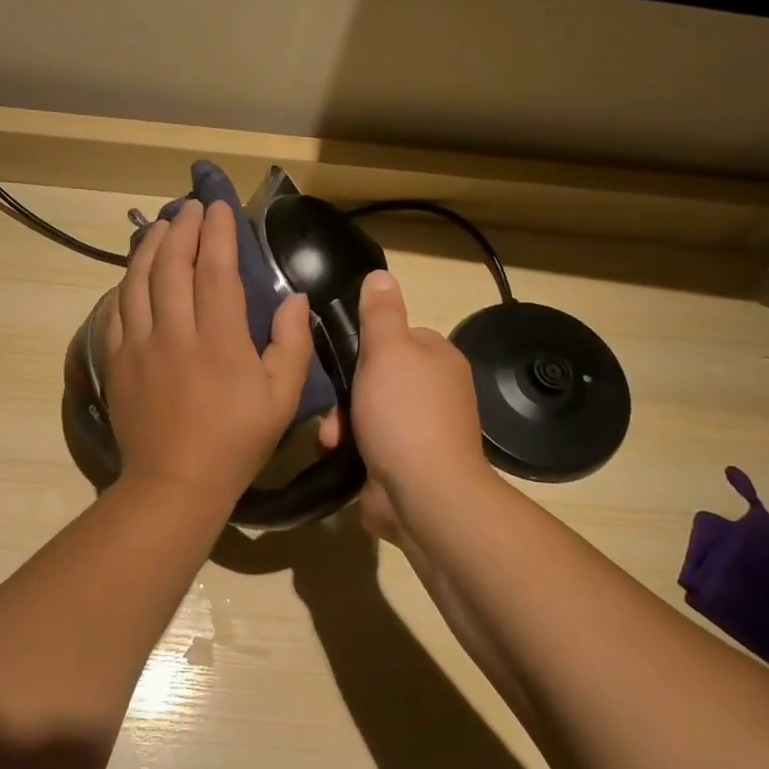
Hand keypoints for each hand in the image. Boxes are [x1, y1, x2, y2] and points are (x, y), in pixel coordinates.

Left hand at [105, 200, 314, 507]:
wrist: (174, 483)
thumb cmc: (235, 443)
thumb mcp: (282, 400)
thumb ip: (292, 345)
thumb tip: (293, 298)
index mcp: (219, 340)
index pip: (216, 270)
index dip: (218, 233)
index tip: (220, 207)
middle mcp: (174, 333)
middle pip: (172, 266)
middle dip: (182, 229)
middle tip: (190, 207)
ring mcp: (138, 346)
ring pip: (138, 281)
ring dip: (150, 247)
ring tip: (161, 226)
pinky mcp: (116, 362)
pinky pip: (116, 311)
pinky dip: (125, 284)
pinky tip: (133, 273)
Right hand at [320, 270, 490, 542]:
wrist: (423, 494)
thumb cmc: (404, 414)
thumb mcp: (388, 351)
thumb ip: (380, 314)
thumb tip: (381, 275)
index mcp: (438, 358)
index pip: (396, 337)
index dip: (364, 346)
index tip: (338, 359)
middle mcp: (435, 391)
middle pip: (377, 377)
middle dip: (347, 392)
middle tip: (330, 406)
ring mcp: (422, 430)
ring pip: (367, 412)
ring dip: (342, 423)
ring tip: (331, 438)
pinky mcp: (406, 463)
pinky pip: (369, 444)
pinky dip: (351, 448)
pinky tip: (337, 455)